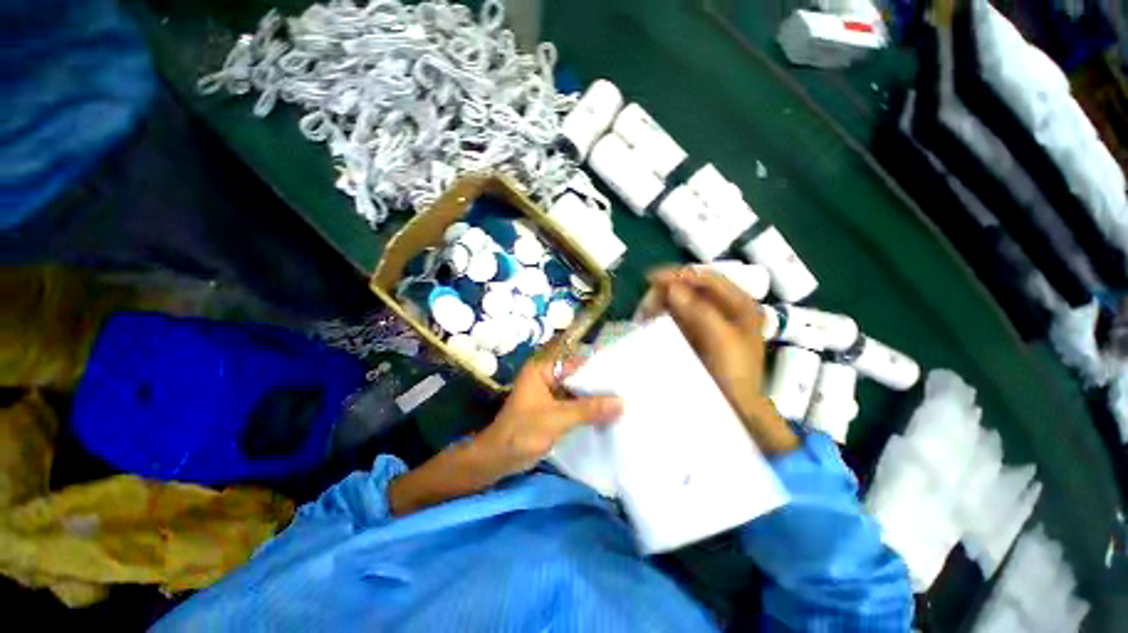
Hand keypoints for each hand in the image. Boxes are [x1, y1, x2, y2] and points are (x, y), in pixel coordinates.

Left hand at [473, 355, 622, 475]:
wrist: (497, 460)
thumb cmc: (522, 433)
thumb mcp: (557, 419)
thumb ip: (589, 409)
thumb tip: (622, 402)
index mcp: (542, 369)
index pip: (575, 360)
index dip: (597, 365)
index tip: (622, 370)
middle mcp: (547, 376)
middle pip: (578, 375)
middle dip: (598, 381)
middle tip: (627, 385)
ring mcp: (550, 393)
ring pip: (577, 390)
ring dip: (595, 396)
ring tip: (624, 397)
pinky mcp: (553, 408)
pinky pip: (574, 403)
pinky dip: (588, 407)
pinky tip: (608, 412)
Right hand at [646, 267, 798, 453]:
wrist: (736, 405)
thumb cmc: (735, 372)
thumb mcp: (721, 339)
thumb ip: (699, 310)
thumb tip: (672, 288)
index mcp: (739, 303)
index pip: (707, 277)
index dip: (680, 274)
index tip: (653, 279)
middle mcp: (725, 306)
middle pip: (692, 287)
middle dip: (667, 291)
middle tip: (647, 305)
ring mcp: (710, 319)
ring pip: (682, 301)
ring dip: (662, 304)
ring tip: (645, 315)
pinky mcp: (697, 331)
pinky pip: (677, 315)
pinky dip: (663, 315)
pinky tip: (650, 321)